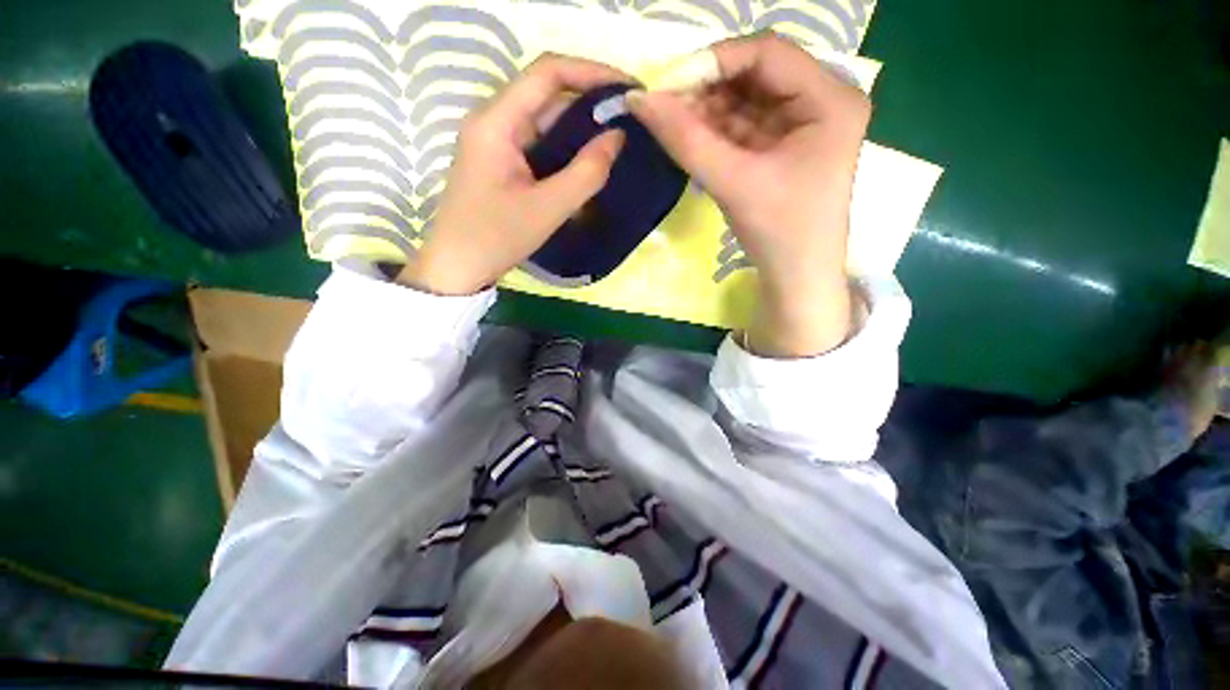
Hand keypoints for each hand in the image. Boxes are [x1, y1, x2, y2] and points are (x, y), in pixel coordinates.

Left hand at [398, 55, 628, 294]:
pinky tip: (587, 157)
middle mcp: (493, 121)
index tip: (628, 90)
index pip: (547, 74)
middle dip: (589, 99)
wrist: (458, 266)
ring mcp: (495, 141)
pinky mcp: (501, 161)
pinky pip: (538, 141)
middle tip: (629, 117)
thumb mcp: (547, 209)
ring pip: (543, 118)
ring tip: (616, 135)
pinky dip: (565, 145)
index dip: (591, 73)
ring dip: (579, 124)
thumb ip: (586, 173)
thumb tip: (617, 137)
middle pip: (546, 93)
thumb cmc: (496, 238)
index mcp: (496, 122)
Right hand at [628, 34, 869, 357]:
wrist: (796, 278)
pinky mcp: (784, 147)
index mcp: (830, 99)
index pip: (767, 53)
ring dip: (708, 111)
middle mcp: (823, 101)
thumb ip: (686, 140)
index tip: (668, 85)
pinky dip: (716, 131)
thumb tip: (639, 99)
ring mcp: (804, 124)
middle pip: (756, 74)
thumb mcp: (733, 183)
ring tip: (672, 125)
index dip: (714, 61)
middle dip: (708, 89)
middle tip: (665, 108)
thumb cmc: (778, 233)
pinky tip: (691, 139)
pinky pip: (745, 126)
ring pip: (746, 100)